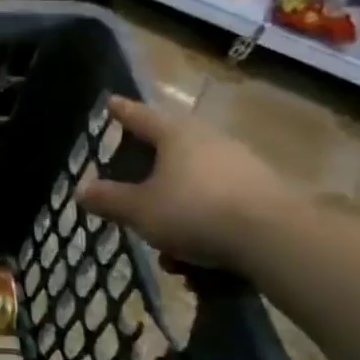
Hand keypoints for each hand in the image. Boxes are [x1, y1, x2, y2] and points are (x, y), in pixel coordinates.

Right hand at [75, 96, 295, 271]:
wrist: (278, 240)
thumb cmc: (196, 212)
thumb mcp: (140, 210)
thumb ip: (109, 199)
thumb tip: (81, 189)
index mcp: (176, 135)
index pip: (141, 116)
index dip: (122, 111)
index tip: (110, 103)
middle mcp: (210, 141)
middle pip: (172, 144)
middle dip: (149, 162)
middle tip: (131, 171)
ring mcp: (242, 165)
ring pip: (196, 178)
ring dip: (175, 203)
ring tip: (162, 239)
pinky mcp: (264, 193)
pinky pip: (220, 201)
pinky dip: (202, 221)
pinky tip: (195, 256)